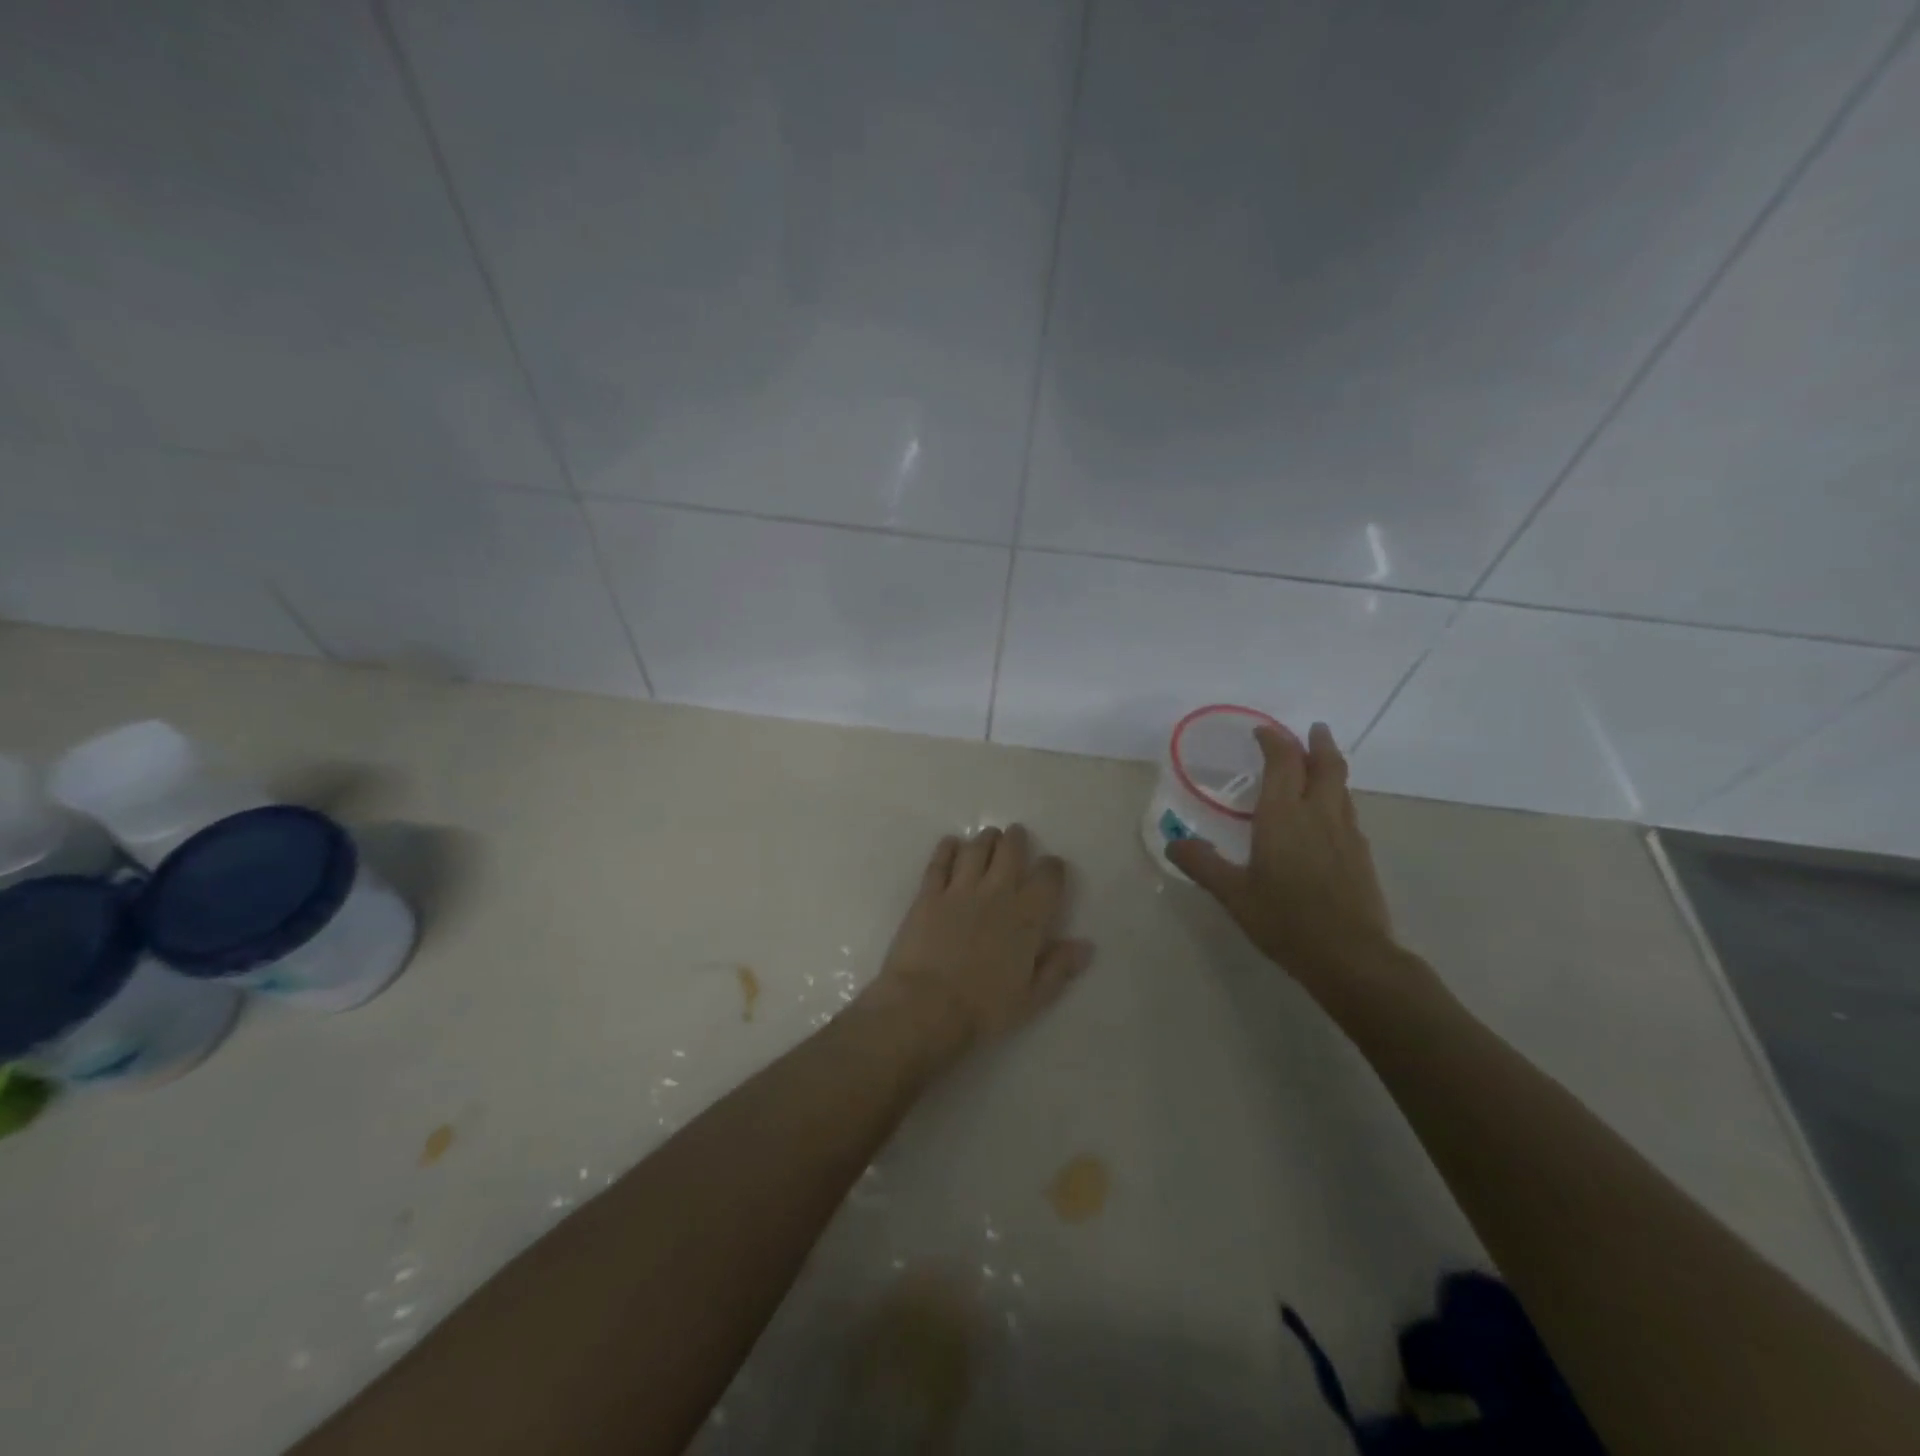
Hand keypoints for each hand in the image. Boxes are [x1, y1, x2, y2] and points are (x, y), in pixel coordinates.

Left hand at [860, 825, 1092, 1070]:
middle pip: (1010, 851)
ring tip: (989, 837)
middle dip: (1016, 840)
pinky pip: (940, 862)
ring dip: (985, 839)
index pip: (1048, 878)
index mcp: (1027, 918)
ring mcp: (960, 890)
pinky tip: (951, 844)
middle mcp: (996, 894)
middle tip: (1016, 835)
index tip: (1051, 866)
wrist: (927, 1006)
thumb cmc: (984, 1009)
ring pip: (976, 850)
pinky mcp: (928, 894)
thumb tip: (1086, 945)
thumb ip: (1059, 968)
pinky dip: (947, 848)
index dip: (1052, 867)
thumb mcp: (1032, 998)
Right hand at [1166, 722, 1395, 990]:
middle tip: (1312, 729)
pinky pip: (1347, 811)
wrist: (1351, 956)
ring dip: (1330, 767)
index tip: (1262, 732)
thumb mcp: (1233, 894)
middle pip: (1325, 765)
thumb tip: (1174, 843)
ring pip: (1341, 786)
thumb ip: (1202, 864)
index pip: (1283, 762)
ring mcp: (1346, 833)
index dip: (1274, 741)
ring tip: (1319, 764)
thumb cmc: (1286, 920)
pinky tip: (1327, 816)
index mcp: (1283, 816)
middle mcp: (1318, 814)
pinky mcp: (1361, 854)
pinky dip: (1336, 797)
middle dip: (1317, 743)